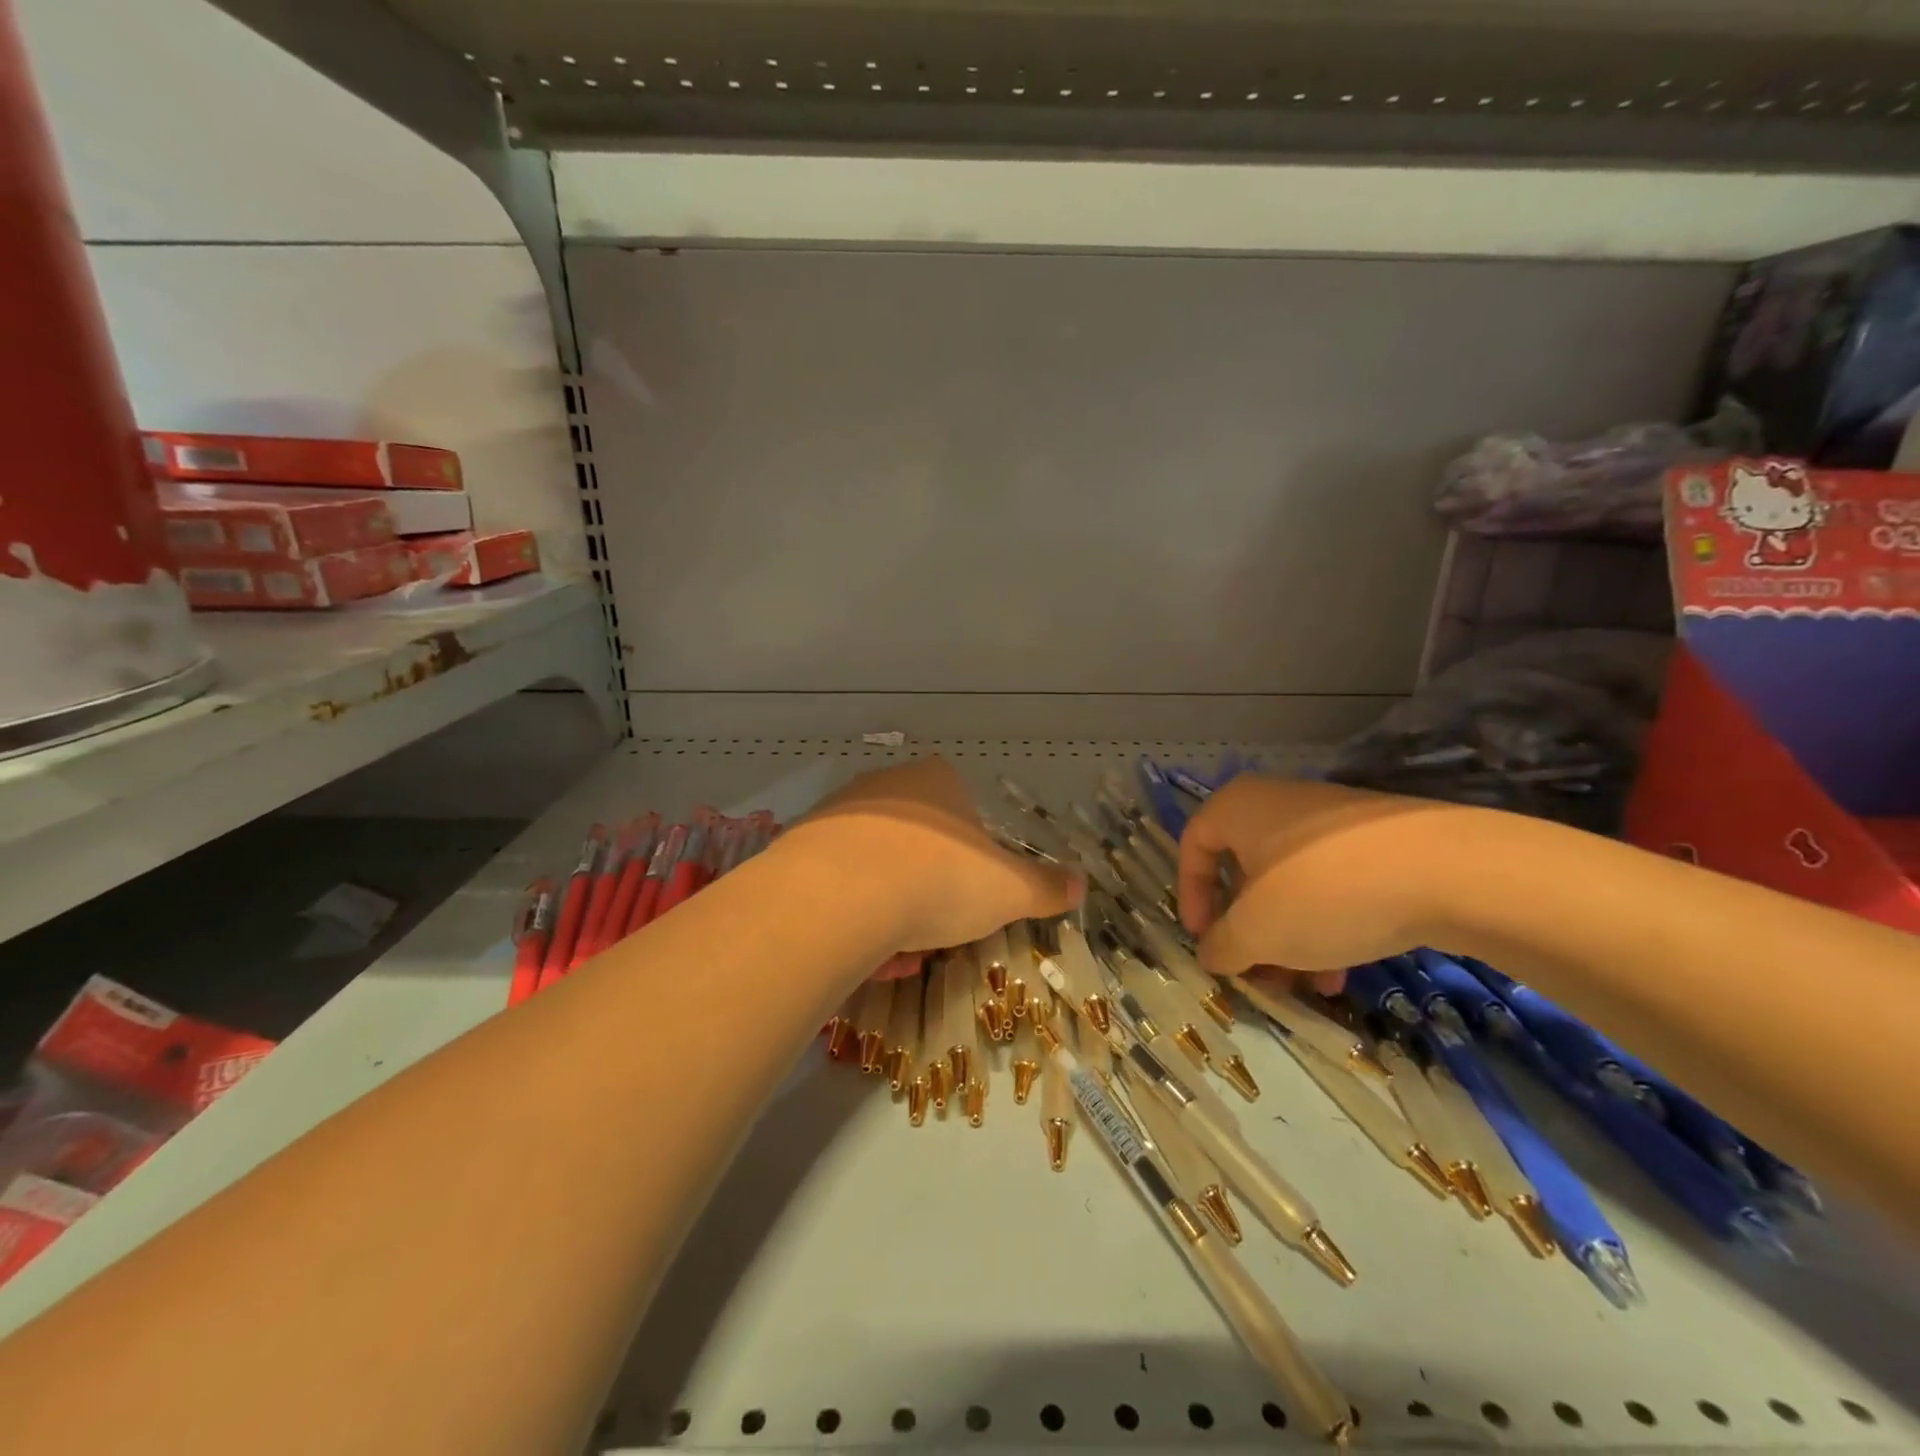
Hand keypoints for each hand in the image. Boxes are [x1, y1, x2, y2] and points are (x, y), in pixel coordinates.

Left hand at [791, 757, 1084, 954]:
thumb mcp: (1009, 889)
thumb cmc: (941, 879)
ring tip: (896, 954)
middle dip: (928, 890)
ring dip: (891, 910)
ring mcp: (838, 813)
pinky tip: (860, 952)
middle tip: (933, 933)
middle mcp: (886, 786)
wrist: (842, 893)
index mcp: (938, 782)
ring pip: (876, 868)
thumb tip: (1082, 884)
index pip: (963, 813)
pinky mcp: (800, 845)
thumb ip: (1046, 886)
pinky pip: (837, 885)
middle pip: (917, 843)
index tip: (969, 899)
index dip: (971, 860)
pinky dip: (853, 917)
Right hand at [1178, 775, 1469, 976]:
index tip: (1205, 940)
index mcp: (1239, 807)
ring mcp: (1333, 821)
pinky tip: (1344, 971)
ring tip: (1306, 986)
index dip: (1191, 897)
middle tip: (1258, 973)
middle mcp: (1279, 804)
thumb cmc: (1323, 891)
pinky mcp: (1379, 842)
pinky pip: (1333, 885)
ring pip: (1292, 885)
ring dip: (1289, 939)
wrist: (1449, 870)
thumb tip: (1213, 953)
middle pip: (1246, 872)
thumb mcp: (1256, 931)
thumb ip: (1222, 945)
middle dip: (1250, 931)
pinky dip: (1328, 925)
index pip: (1193, 846)